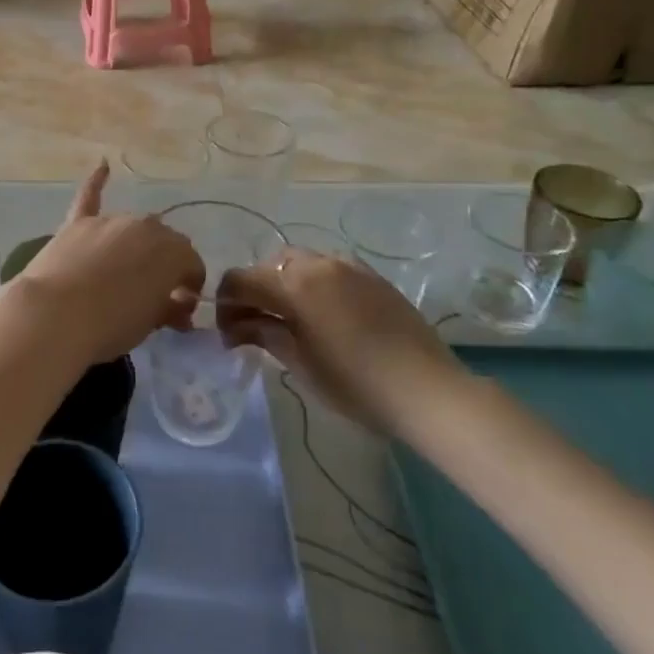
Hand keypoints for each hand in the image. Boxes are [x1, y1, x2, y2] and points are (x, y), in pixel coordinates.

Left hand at [10, 162, 205, 364]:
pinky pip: (89, 196)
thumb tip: (178, 306)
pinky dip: (96, 181)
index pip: (192, 264)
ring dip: (136, 245)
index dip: (190, 286)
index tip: (181, 308)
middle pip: (164, 242)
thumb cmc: (111, 325)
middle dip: (165, 265)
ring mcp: (109, 221)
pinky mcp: (77, 224)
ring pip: (132, 228)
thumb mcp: (150, 323)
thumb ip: (169, 308)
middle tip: (155, 294)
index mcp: (172, 251)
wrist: (55, 316)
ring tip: (126, 272)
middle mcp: (145, 227)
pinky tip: (103, 165)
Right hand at [218, 250, 463, 436]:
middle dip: (253, 291)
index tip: (227, 334)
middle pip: (268, 266)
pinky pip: (328, 268)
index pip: (241, 280)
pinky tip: (320, 313)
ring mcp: (348, 266)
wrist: (428, 391)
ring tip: (286, 317)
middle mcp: (318, 264)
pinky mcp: (371, 276)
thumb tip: (239, 326)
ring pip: (298, 261)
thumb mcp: (301, 363)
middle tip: (252, 326)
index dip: (225, 303)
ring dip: (282, 283)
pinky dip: (311, 282)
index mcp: (294, 285)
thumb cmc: (356, 385)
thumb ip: (265, 333)